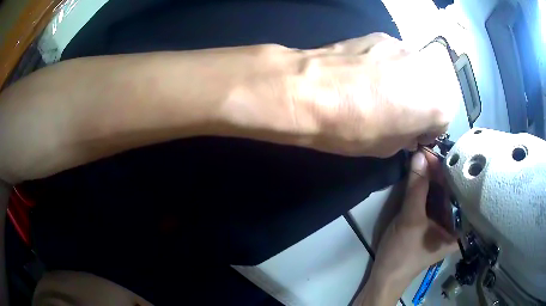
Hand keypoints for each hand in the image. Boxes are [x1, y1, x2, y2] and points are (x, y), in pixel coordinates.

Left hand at [290, 33, 461, 156]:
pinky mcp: (382, 35)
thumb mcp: (388, 146)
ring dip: (407, 82)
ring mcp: (405, 47)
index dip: (427, 129)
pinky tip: (367, 73)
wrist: (310, 91)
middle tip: (399, 112)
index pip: (443, 120)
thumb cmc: (353, 127)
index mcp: (437, 103)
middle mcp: (429, 70)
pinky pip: (396, 56)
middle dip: (421, 103)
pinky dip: (389, 66)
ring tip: (381, 90)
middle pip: (433, 90)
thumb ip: (408, 135)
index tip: (412, 133)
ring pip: (416, 70)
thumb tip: (410, 129)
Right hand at [370, 150, 457, 295]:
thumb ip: (416, 188)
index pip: (459, 193)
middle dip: (439, 173)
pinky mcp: (431, 222)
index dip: (449, 173)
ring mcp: (443, 223)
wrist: (385, 276)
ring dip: (431, 178)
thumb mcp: (411, 220)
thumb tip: (419, 154)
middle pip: (450, 192)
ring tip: (424, 158)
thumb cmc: (403, 254)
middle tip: (427, 153)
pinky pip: (432, 200)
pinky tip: (421, 173)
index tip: (436, 153)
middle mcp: (455, 224)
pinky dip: (425, 187)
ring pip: (440, 195)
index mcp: (460, 229)